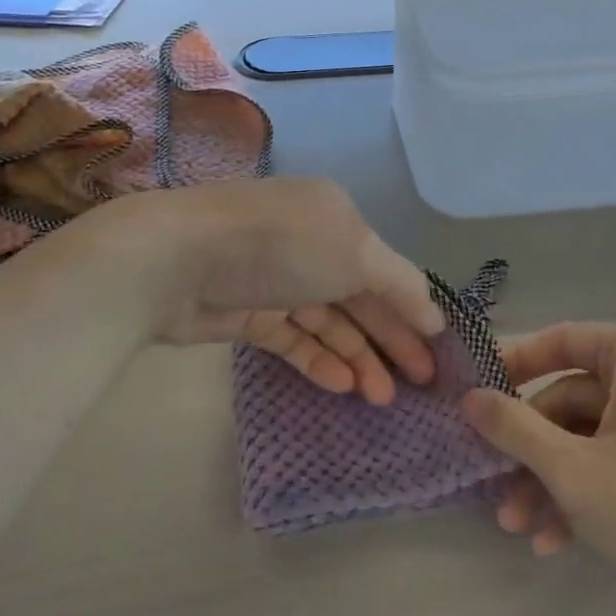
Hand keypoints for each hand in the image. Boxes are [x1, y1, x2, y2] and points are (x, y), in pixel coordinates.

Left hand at [101, 178, 444, 404]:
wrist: (177, 259)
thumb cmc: (280, 245)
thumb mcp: (355, 253)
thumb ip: (400, 285)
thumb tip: (434, 316)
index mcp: (336, 217)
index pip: (386, 267)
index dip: (413, 308)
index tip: (437, 350)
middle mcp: (309, 244)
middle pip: (360, 297)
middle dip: (390, 339)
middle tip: (420, 384)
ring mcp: (276, 280)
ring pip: (328, 322)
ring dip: (357, 357)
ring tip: (382, 398)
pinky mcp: (247, 314)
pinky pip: (293, 339)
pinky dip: (318, 360)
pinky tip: (342, 385)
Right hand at [462, 323, 615, 615]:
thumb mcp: (577, 473)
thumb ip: (515, 429)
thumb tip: (469, 397)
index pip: (560, 342)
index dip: (510, 369)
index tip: (472, 401)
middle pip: (576, 400)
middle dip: (533, 452)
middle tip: (496, 494)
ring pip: (598, 438)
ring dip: (556, 481)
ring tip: (523, 530)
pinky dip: (594, 492)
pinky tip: (563, 541)